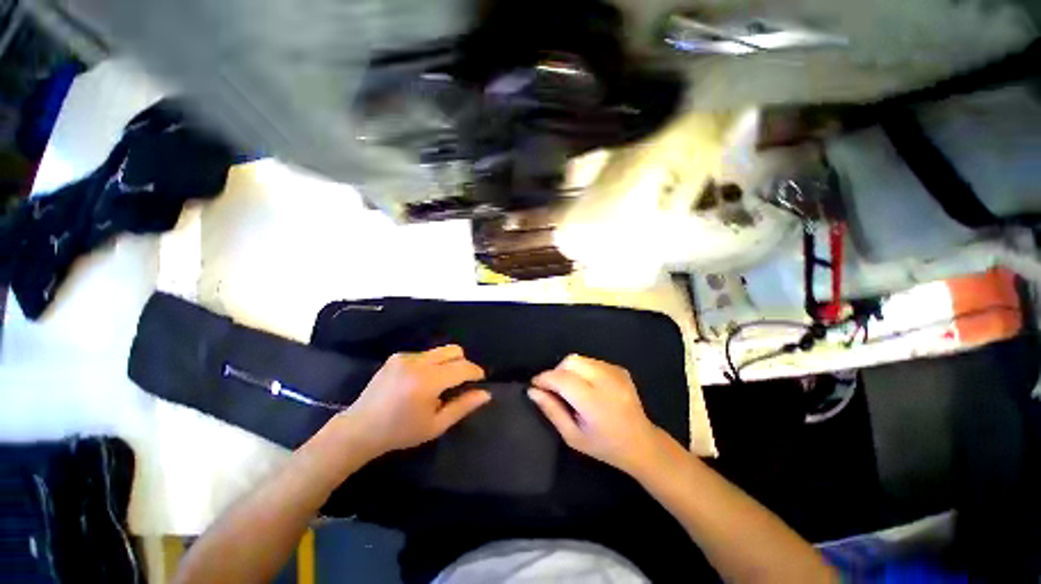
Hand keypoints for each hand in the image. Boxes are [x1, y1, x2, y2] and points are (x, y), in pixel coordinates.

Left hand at [340, 345, 489, 457]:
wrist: (360, 429)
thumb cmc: (400, 432)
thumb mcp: (436, 425)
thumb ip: (463, 406)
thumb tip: (486, 394)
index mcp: (428, 381)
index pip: (463, 367)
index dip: (476, 372)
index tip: (480, 380)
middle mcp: (418, 362)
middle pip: (454, 351)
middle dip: (463, 363)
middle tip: (461, 382)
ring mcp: (405, 357)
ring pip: (440, 351)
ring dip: (447, 363)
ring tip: (439, 384)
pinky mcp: (397, 356)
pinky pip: (425, 354)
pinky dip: (431, 364)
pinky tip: (421, 382)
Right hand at [528, 354, 664, 474]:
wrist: (642, 443)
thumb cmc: (604, 446)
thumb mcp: (572, 436)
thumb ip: (551, 410)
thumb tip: (533, 391)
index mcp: (594, 402)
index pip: (562, 378)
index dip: (544, 378)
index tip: (534, 385)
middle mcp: (606, 381)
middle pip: (570, 361)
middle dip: (556, 372)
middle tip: (554, 389)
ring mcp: (615, 372)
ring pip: (580, 359)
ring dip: (569, 370)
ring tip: (571, 389)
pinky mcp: (620, 369)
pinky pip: (592, 361)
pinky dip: (582, 370)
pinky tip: (587, 386)